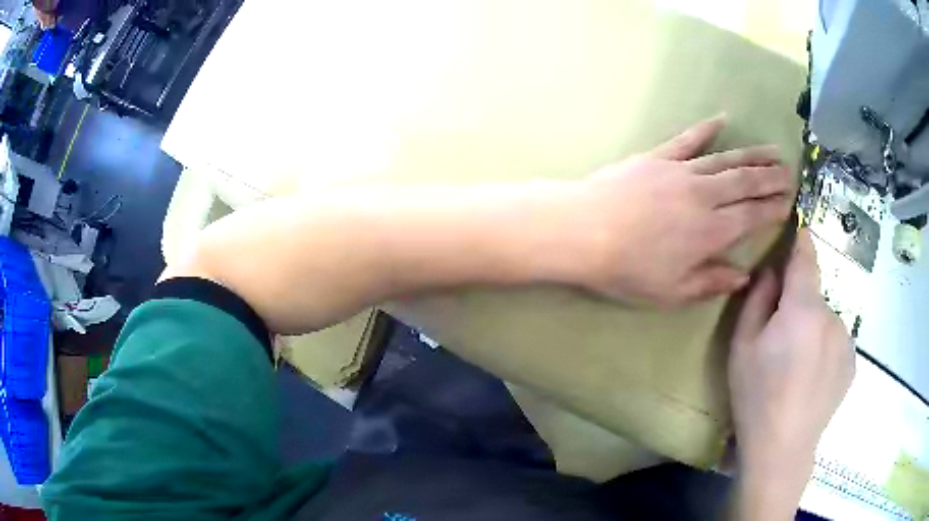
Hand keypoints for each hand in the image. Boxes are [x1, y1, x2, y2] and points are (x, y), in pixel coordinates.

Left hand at [573, 116, 794, 306]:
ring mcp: (681, 171)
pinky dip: (706, 129)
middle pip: (745, 183)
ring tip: (773, 150)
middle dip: (771, 177)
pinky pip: (687, 140)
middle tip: (791, 171)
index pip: (752, 216)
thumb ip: (711, 283)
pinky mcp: (658, 157)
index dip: (773, 209)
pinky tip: (722, 118)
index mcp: (710, 232)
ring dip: (752, 155)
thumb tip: (743, 275)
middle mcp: (704, 196)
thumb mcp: (671, 292)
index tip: (789, 203)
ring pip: (726, 160)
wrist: (583, 231)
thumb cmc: (627, 269)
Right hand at [728, 229, 854, 519]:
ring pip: (826, 321)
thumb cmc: (756, 397)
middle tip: (780, 341)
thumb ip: (757, 300)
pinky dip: (825, 349)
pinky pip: (836, 342)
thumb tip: (771, 272)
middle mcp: (832, 316)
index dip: (802, 240)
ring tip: (797, 367)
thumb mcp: (742, 347)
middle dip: (799, 305)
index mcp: (803, 308)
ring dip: (813, 330)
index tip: (800, 228)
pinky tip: (811, 380)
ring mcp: (846, 340)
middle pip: (814, 295)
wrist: (782, 449)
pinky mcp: (851, 363)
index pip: (806, 258)